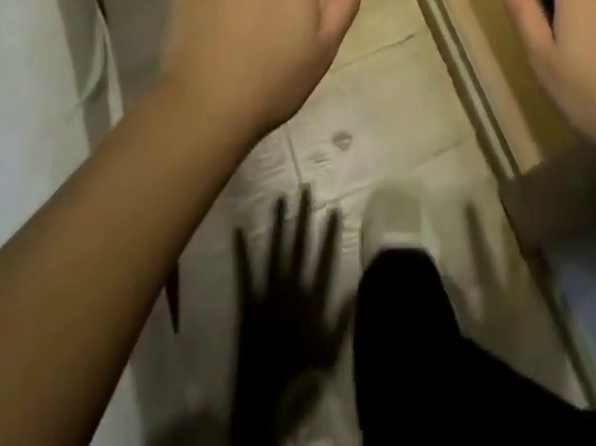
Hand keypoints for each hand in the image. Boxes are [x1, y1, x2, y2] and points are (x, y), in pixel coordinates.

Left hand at [229, 188, 351, 445]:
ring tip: (280, 199)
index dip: (329, 233)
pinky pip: (244, 274)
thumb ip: (342, 319)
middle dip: (303, 217)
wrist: (264, 406)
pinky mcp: (247, 305)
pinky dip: (242, 252)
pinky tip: (239, 229)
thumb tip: (356, 285)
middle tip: (305, 189)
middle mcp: (290, 291)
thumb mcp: (330, 354)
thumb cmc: (301, 380)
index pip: (324, 259)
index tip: (333, 207)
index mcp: (312, 302)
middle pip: (299, 247)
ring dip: (277, 225)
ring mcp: (267, 295)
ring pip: (274, 252)